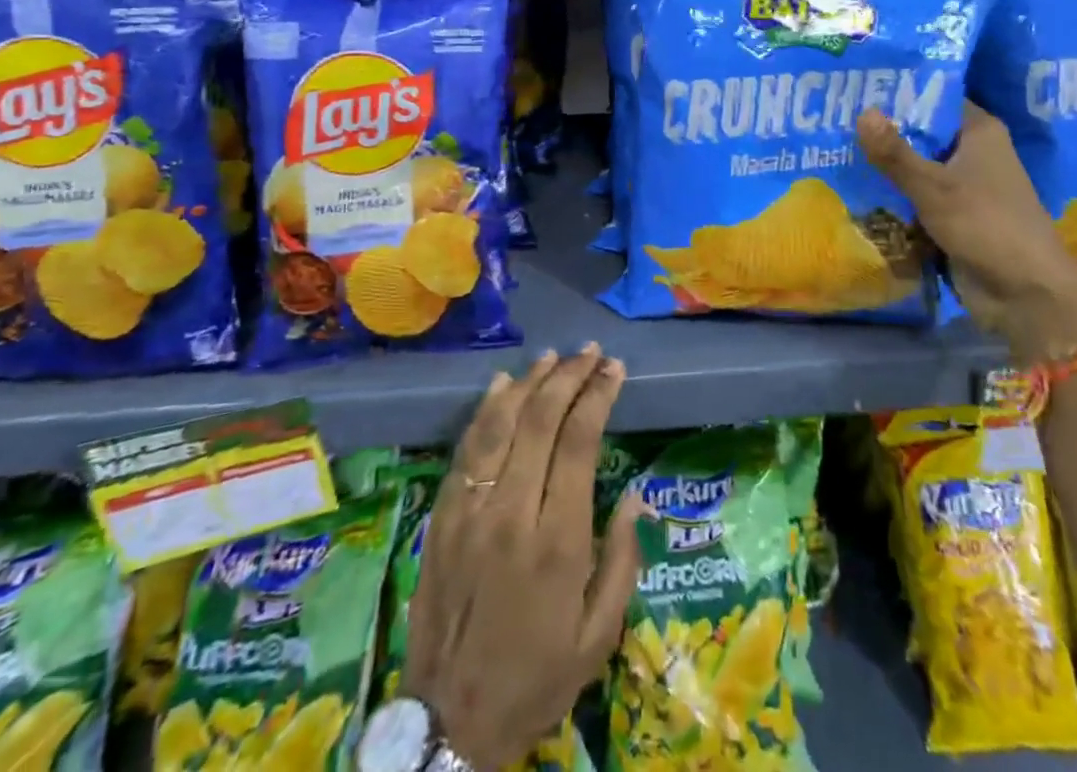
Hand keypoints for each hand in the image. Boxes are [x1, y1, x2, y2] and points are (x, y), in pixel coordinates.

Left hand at [403, 348, 644, 769]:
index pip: (579, 441)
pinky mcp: (441, 517)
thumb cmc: (536, 678)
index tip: (614, 369)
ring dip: (529, 382)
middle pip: (540, 420)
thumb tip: (636, 495)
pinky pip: (466, 449)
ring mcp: (470, 511)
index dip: (598, 396)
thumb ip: (622, 560)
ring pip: (499, 424)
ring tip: (553, 357)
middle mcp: (512, 513)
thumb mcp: (598, 636)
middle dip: (569, 377)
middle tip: (590, 353)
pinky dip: (486, 410)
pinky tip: (502, 385)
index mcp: (557, 540)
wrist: (447, 724)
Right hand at [858, 103, 1076, 365]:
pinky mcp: (954, 216)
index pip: (934, 98)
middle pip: (921, 134)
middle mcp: (973, 152)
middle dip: (883, 133)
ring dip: (884, 168)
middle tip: (833, 121)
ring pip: (916, 168)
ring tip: (833, 151)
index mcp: (979, 131)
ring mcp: (964, 186)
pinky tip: (854, 189)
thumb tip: (862, 112)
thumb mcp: (933, 186)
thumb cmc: (985, 225)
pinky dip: (893, 196)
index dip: (898, 92)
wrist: (1025, 294)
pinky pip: (917, 197)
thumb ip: (895, 153)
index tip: (857, 87)